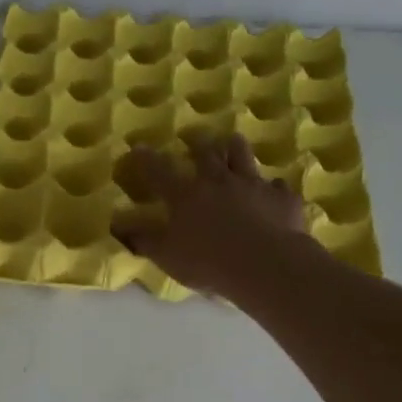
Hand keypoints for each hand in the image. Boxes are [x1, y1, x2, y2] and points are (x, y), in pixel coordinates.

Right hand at [111, 134, 318, 298]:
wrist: (265, 265)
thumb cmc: (207, 262)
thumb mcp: (167, 256)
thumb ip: (144, 240)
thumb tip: (119, 227)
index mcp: (185, 195)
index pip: (159, 172)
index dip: (147, 159)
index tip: (139, 147)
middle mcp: (218, 181)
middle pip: (207, 153)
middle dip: (198, 143)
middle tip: (195, 136)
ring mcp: (253, 185)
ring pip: (243, 156)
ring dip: (236, 147)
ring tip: (233, 140)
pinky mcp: (281, 197)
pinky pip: (277, 186)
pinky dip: (272, 187)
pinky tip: (274, 191)